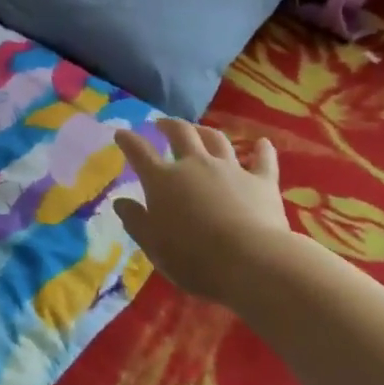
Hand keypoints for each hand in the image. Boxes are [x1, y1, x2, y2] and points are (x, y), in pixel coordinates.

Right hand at [113, 119, 293, 304]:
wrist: (250, 261)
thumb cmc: (193, 258)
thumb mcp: (153, 245)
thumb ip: (135, 221)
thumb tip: (120, 202)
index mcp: (163, 180)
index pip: (140, 153)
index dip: (129, 141)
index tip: (122, 134)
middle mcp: (195, 165)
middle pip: (181, 134)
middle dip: (168, 125)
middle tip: (162, 123)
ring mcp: (230, 169)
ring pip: (216, 140)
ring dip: (205, 131)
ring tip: (199, 130)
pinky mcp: (261, 181)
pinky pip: (263, 160)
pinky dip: (262, 150)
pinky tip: (263, 143)